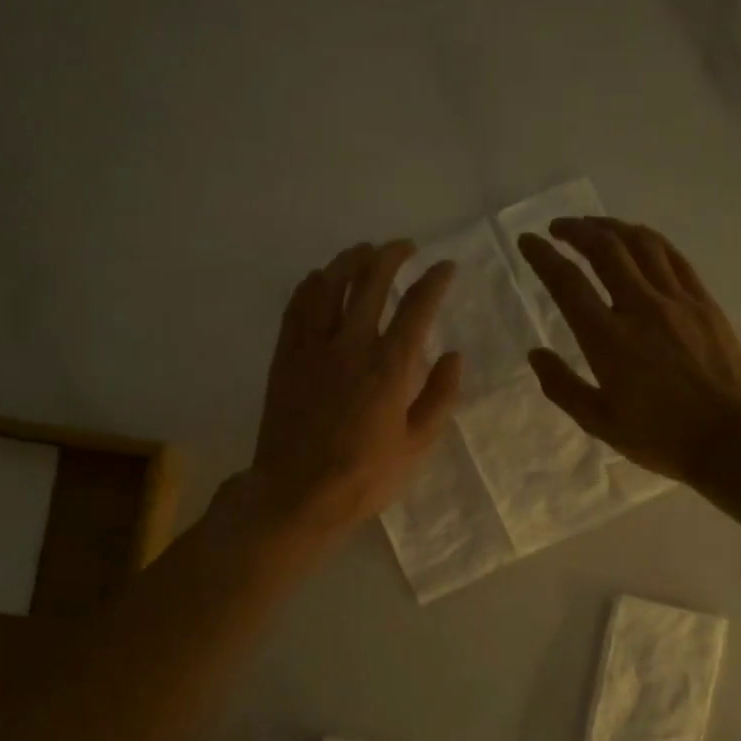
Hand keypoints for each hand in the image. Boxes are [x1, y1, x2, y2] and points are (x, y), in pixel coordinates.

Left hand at [243, 240, 461, 544]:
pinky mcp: (285, 356)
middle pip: (371, 281)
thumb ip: (439, 396)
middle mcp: (352, 344)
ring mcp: (313, 347)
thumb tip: (454, 355)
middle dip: (391, 255)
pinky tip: (320, 279)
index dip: (434, 280)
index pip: (417, 306)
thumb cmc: (364, 476)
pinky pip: (297, 306)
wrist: (296, 493)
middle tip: (404, 247)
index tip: (445, 267)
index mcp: (390, 367)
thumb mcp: (417, 445)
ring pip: (330, 284)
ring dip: (349, 260)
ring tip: (364, 251)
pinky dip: (312, 285)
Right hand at [517, 217, 740, 482]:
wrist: (733, 438)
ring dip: (612, 226)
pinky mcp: (704, 302)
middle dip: (576, 230)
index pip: (567, 283)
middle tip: (558, 228)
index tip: (528, 241)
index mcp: (607, 339)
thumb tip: (535, 354)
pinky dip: (649, 240)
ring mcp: (677, 300)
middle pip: (604, 249)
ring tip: (595, 225)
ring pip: (641, 244)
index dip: (543, 257)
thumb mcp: (601, 423)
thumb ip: (563, 387)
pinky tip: (640, 239)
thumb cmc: (662, 437)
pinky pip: (673, 257)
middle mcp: (640, 308)